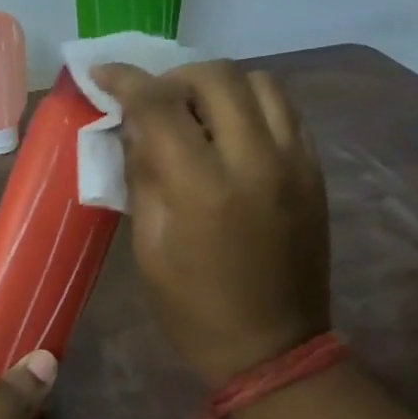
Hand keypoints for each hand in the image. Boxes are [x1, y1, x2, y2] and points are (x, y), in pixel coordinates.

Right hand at [93, 59, 329, 385]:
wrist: (274, 347)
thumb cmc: (193, 308)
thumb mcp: (148, 247)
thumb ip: (141, 176)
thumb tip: (133, 128)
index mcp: (202, 187)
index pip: (159, 106)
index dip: (126, 81)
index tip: (102, 72)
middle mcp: (255, 160)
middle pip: (216, 77)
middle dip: (175, 77)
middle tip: (154, 101)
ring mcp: (295, 162)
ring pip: (261, 82)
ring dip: (220, 85)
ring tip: (197, 112)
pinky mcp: (315, 172)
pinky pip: (287, 111)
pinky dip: (252, 105)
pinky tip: (232, 131)